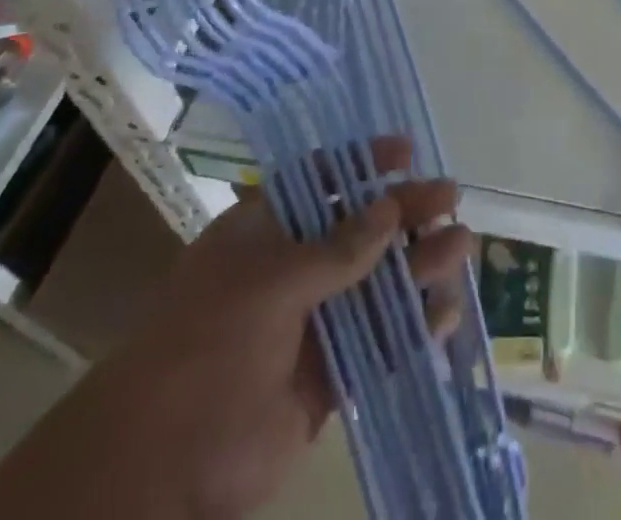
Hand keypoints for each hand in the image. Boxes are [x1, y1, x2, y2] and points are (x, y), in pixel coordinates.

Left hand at [0, 139, 472, 519]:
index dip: (362, 162)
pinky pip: (378, 344)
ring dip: (418, 267)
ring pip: (376, 285)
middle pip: (360, 229)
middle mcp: (291, 269)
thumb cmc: (207, 344)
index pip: (320, 180)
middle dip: (404, 213)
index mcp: (266, 232)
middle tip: (450, 200)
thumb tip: (389, 209)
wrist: (159, 469)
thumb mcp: (271, 280)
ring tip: (461, 249)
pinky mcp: (327, 378)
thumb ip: (338, 248)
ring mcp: (311, 324)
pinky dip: (412, 330)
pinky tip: (444, 316)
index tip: (407, 151)